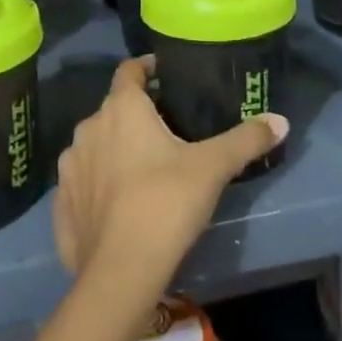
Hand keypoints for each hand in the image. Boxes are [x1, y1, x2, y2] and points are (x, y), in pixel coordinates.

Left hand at [53, 57, 286, 290]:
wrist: (120, 272)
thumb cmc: (166, 203)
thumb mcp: (213, 168)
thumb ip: (245, 140)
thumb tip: (280, 120)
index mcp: (121, 109)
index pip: (129, 70)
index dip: (146, 67)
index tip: (165, 73)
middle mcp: (89, 128)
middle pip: (114, 109)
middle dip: (137, 114)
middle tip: (168, 129)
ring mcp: (70, 166)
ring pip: (96, 144)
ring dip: (115, 148)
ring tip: (144, 167)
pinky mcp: (61, 203)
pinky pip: (82, 181)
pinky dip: (98, 183)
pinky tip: (118, 203)